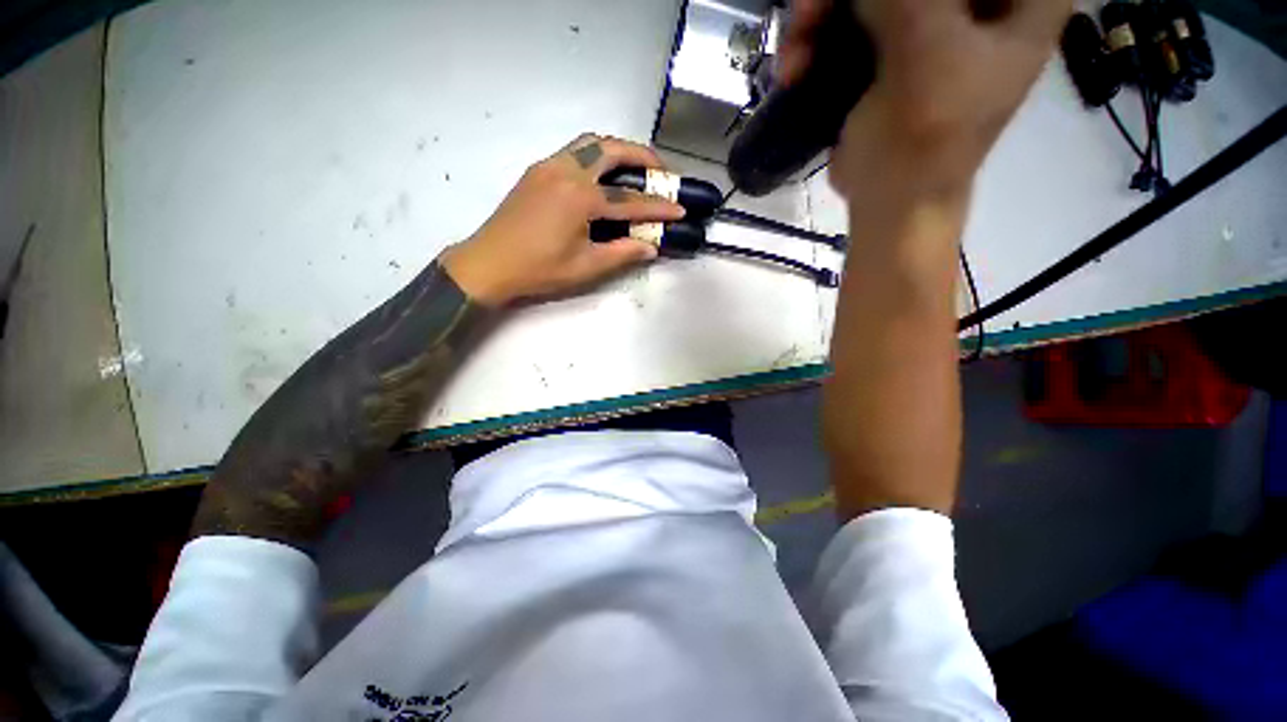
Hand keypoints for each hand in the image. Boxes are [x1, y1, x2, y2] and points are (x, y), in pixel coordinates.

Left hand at [442, 134, 685, 305]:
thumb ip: (622, 253)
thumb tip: (650, 247)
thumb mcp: (586, 267)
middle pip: (611, 149)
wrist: (489, 263)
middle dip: (642, 156)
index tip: (680, 208)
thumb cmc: (539, 269)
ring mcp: (548, 166)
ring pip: (590, 143)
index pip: (629, 200)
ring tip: (635, 168)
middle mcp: (566, 171)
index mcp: (580, 197)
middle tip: (661, 172)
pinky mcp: (537, 171)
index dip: (658, 207)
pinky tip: (602, 176)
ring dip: (617, 150)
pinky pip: (573, 151)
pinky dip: (595, 155)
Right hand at [780, 0, 1070, 200]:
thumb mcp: (928, 53)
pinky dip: (815, 41)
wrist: (893, 202)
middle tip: (807, 15)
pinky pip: (847, 23)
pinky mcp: (886, 50)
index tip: (871, 6)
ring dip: (820, 16)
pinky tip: (794, 70)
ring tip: (793, 57)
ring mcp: (927, 22)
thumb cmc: (929, 140)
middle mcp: (975, 1)